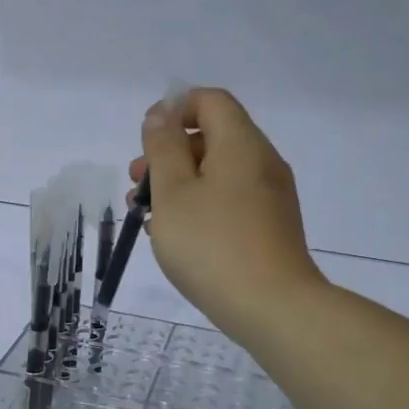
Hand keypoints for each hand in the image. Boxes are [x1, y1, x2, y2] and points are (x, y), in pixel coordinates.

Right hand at [132, 87, 323, 338]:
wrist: (272, 307)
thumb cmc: (212, 245)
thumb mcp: (173, 193)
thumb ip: (163, 148)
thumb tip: (162, 112)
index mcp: (241, 144)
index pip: (210, 101)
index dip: (174, 110)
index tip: (145, 141)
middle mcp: (262, 162)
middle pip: (212, 137)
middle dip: (169, 154)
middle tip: (136, 185)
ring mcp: (270, 197)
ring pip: (218, 173)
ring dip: (179, 184)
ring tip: (146, 216)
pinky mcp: (270, 227)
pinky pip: (230, 200)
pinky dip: (200, 206)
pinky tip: (176, 236)